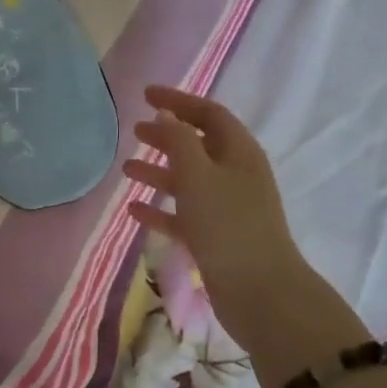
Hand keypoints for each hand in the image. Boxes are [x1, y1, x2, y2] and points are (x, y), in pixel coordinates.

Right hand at [124, 87, 354, 360]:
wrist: (259, 292)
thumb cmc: (227, 224)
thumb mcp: (198, 175)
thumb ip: (179, 141)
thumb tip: (166, 116)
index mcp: (239, 153)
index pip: (208, 113)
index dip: (178, 101)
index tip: (145, 95)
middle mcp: (236, 175)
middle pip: (198, 145)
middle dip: (167, 135)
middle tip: (135, 130)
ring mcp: (227, 209)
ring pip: (188, 181)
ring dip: (159, 172)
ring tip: (127, 168)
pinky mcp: (216, 239)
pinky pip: (183, 216)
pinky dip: (160, 210)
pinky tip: (134, 209)